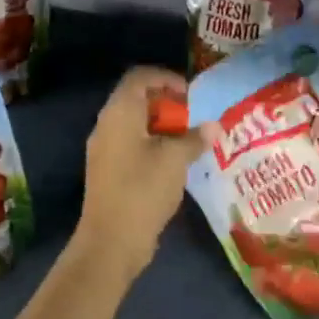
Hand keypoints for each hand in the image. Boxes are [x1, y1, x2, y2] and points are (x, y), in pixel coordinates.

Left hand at [75, 66, 205, 276]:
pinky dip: (152, 144)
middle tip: (193, 116)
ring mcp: (104, 149)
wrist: (111, 241)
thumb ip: (195, 138)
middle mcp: (107, 124)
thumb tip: (214, 126)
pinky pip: (131, 144)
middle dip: (166, 103)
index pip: (140, 77)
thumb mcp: (176, 160)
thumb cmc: (143, 190)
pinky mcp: (107, 171)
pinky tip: (174, 162)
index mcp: (120, 112)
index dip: (166, 78)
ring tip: (189, 139)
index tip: (190, 93)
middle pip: (136, 99)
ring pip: (134, 124)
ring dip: (161, 126)